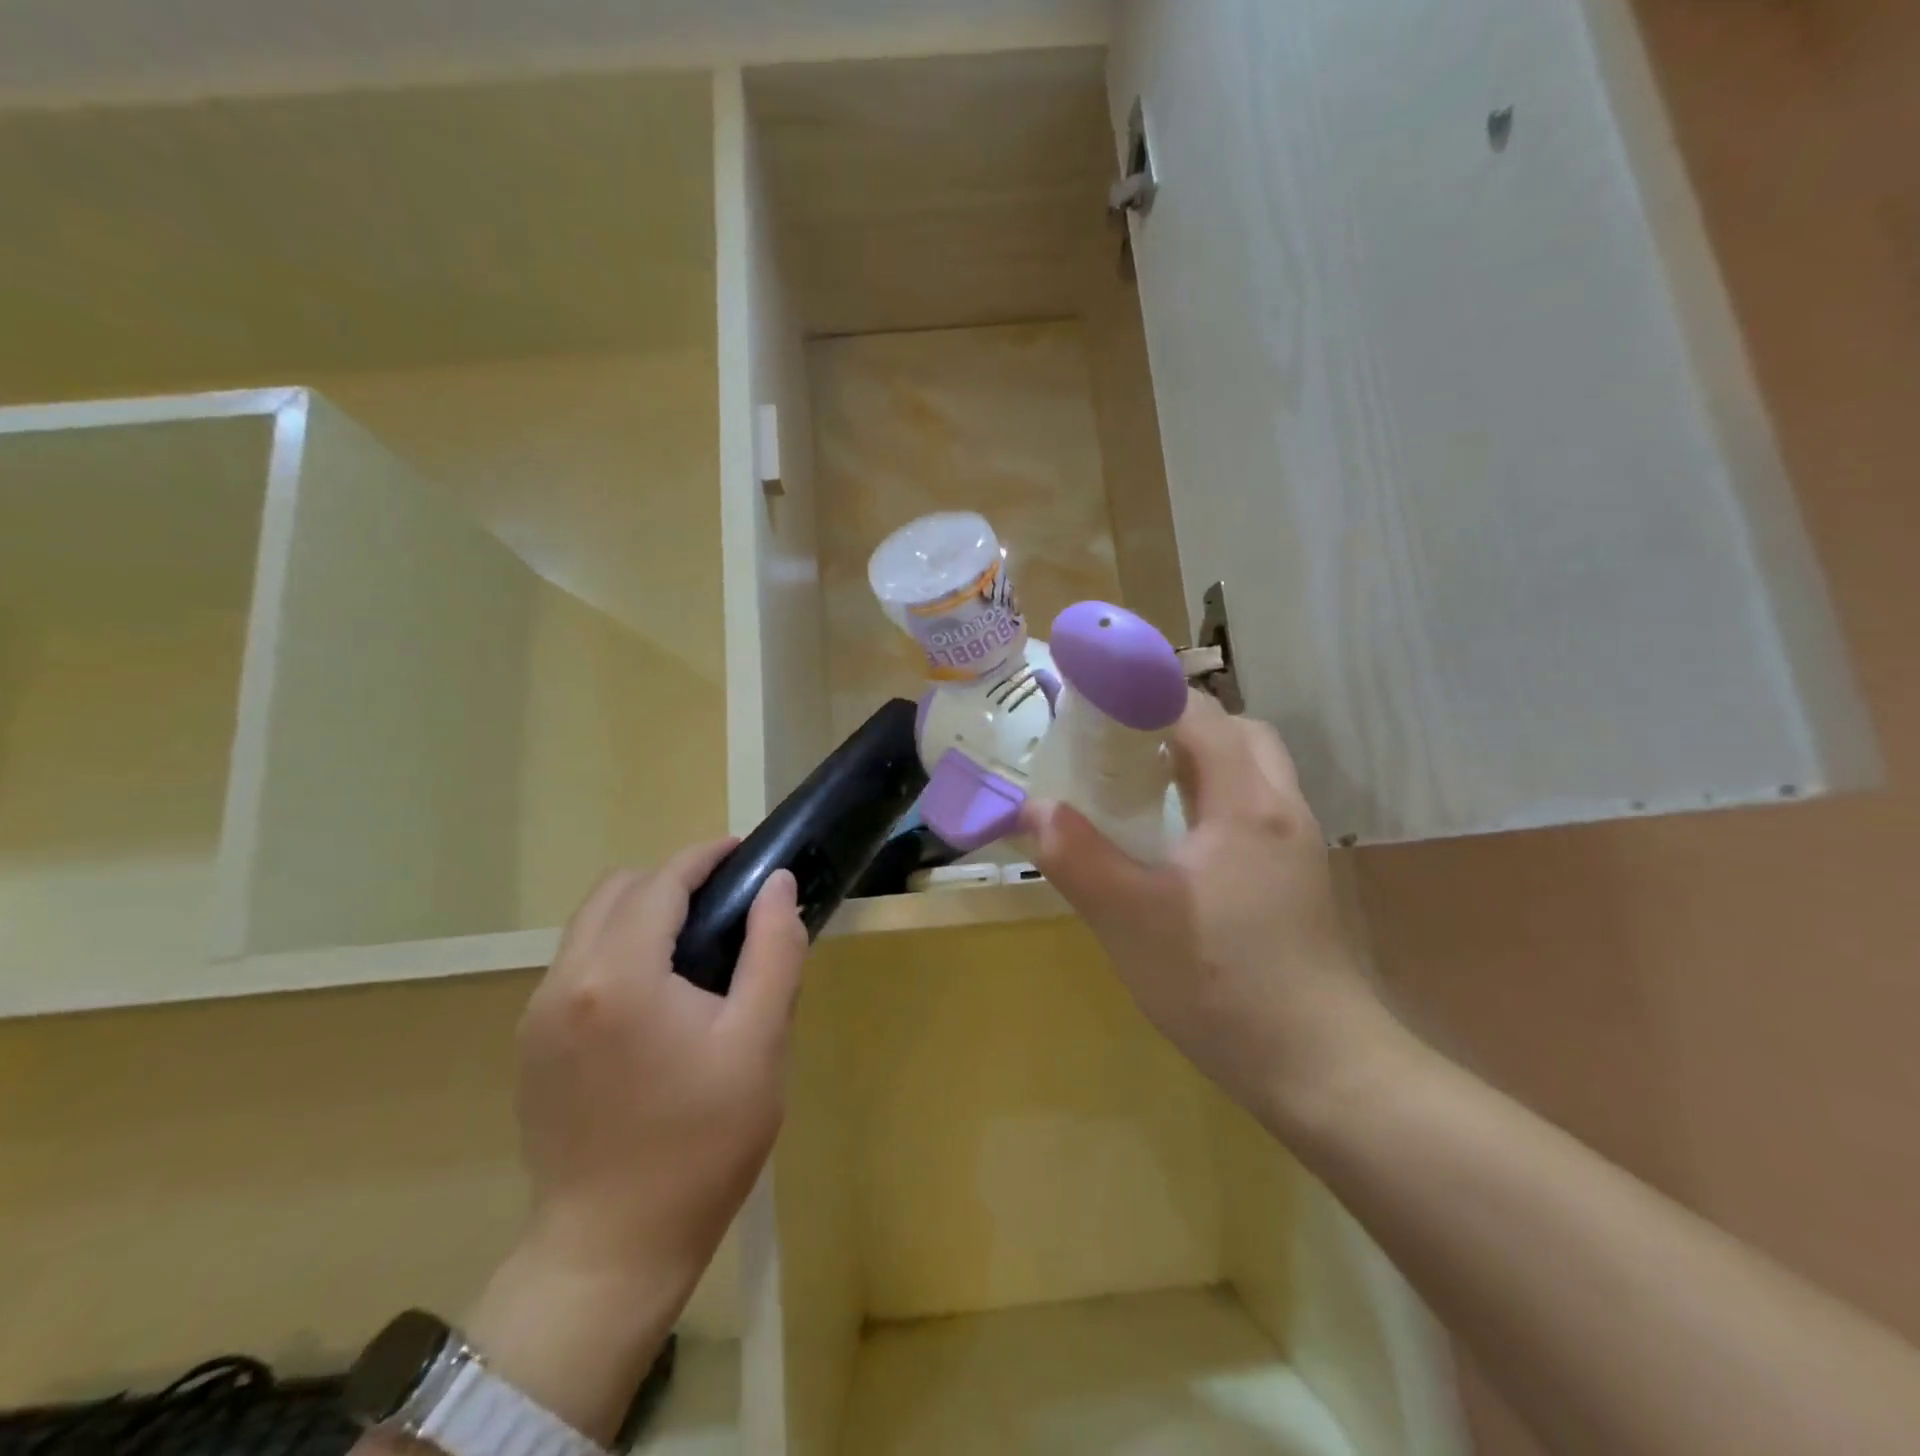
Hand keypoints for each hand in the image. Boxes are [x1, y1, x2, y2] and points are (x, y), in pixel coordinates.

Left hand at [513, 842, 807, 1288]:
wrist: (613, 1248)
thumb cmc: (702, 1143)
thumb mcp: (760, 1041)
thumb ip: (773, 949)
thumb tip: (777, 883)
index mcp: (620, 976)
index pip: (661, 883)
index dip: (704, 857)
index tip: (742, 852)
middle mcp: (565, 981)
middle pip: (617, 892)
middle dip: (671, 881)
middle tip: (725, 904)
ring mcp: (537, 1015)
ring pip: (589, 925)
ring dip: (640, 913)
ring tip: (693, 945)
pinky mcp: (531, 1045)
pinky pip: (576, 965)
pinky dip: (616, 949)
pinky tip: (655, 993)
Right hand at [1024, 693, 1409, 1139]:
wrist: (1322, 1069)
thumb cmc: (1221, 985)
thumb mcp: (1130, 920)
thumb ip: (1078, 857)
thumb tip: (1035, 809)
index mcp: (1246, 804)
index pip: (1200, 714)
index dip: (1147, 694)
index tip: (1096, 702)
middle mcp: (1281, 809)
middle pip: (1238, 732)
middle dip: (1180, 723)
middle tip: (1122, 746)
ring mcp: (1298, 845)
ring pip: (1253, 771)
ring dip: (1201, 760)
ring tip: (1142, 785)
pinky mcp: (1299, 878)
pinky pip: (1255, 808)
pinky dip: (1216, 797)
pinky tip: (1178, 841)